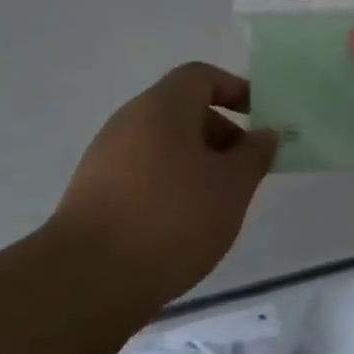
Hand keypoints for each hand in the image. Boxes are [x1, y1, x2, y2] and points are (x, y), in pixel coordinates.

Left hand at [52, 63, 279, 300]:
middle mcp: (129, 120)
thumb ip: (254, 155)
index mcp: (162, 106)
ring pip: (163, 145)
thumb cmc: (172, 218)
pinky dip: (169, 185)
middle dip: (220, 134)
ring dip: (196, 164)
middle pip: (182, 111)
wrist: (90, 277)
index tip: (259, 118)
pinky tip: (181, 225)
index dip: (234, 89)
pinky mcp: (93, 191)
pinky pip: (142, 173)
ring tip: (217, 204)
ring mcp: (106, 156)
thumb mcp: (231, 187)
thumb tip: (264, 134)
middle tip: (244, 172)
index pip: (200, 76)